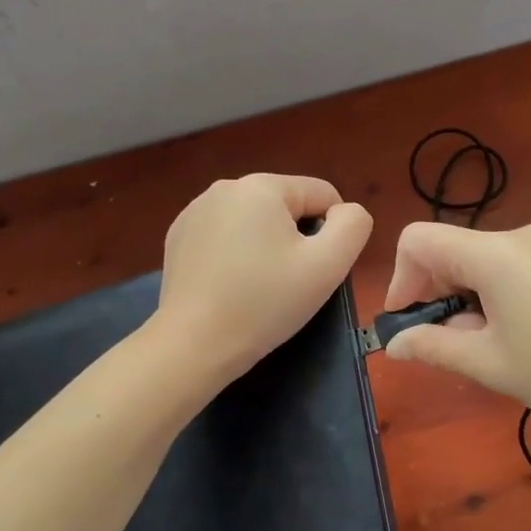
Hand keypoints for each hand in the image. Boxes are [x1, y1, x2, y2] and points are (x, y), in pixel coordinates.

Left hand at [155, 174, 372, 380]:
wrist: (194, 344)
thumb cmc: (265, 303)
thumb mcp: (328, 265)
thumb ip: (353, 226)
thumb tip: (345, 212)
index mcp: (262, 186)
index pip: (322, 195)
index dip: (332, 233)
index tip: (316, 270)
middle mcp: (225, 187)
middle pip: (287, 206)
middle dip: (296, 239)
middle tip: (289, 282)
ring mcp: (195, 210)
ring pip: (255, 221)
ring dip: (266, 245)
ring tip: (258, 286)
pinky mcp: (178, 236)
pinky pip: (225, 235)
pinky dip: (235, 254)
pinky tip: (230, 285)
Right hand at [383, 221, 530, 430]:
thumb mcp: (493, 364)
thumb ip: (436, 347)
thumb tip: (396, 342)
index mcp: (491, 252)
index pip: (417, 241)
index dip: (400, 282)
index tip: (411, 327)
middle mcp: (517, 238)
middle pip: (451, 252)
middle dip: (436, 297)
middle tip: (452, 350)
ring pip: (482, 266)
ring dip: (468, 303)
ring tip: (492, 353)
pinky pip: (513, 273)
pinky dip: (498, 301)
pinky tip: (524, 343)